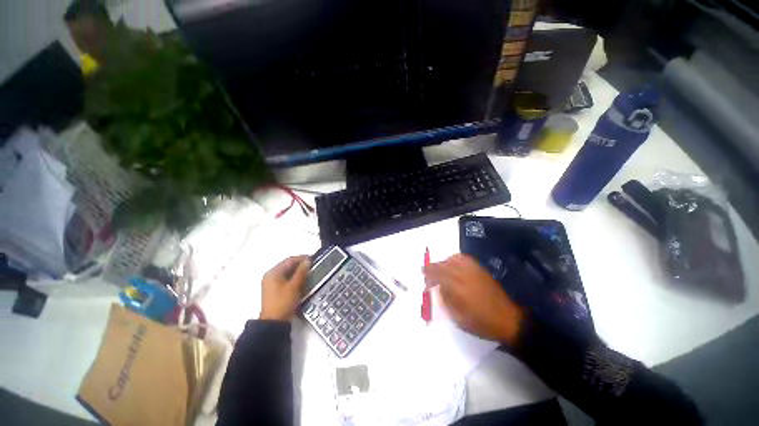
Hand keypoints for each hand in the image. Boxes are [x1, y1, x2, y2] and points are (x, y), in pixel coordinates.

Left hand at [259, 256, 310, 321]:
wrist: (274, 323)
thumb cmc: (283, 302)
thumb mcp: (294, 286)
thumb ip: (301, 271)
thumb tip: (308, 260)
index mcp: (273, 272)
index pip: (289, 260)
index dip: (302, 258)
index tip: (313, 259)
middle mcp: (271, 276)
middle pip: (288, 266)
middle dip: (301, 265)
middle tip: (313, 266)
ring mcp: (272, 284)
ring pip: (288, 273)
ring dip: (299, 272)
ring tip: (310, 273)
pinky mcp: (276, 290)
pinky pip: (287, 280)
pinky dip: (295, 279)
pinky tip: (304, 281)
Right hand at [423, 254, 522, 344]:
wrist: (508, 320)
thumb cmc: (481, 323)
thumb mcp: (458, 318)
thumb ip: (445, 300)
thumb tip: (438, 287)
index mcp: (458, 288)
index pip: (438, 274)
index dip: (428, 273)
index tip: (422, 274)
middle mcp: (464, 275)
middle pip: (444, 265)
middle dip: (433, 267)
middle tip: (428, 272)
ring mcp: (474, 271)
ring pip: (454, 259)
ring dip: (444, 262)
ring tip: (441, 269)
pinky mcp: (481, 270)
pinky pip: (465, 258)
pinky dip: (456, 259)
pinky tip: (454, 265)